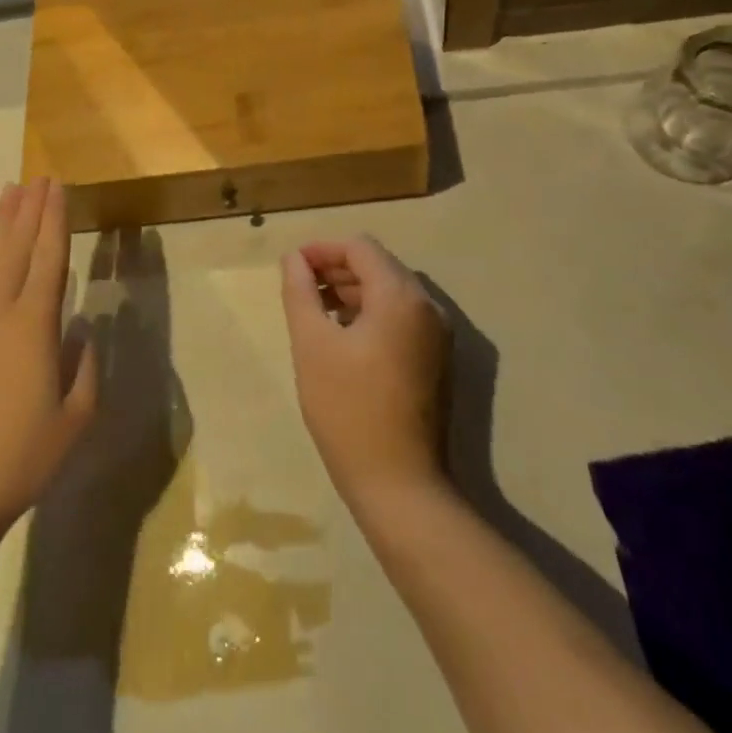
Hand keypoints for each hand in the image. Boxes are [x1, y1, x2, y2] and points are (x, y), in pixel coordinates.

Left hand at [0, 179, 97, 532]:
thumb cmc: (22, 457)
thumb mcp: (75, 418)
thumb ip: (84, 366)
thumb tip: (81, 329)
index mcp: (33, 327)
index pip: (48, 258)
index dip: (54, 220)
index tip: (57, 188)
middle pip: (13, 248)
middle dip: (27, 210)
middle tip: (37, 178)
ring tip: (9, 194)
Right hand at [280, 236, 447, 510]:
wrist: (399, 485)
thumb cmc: (348, 409)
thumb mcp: (312, 345)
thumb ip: (301, 292)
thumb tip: (294, 258)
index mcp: (400, 296)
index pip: (361, 247)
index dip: (323, 249)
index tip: (293, 266)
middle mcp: (428, 306)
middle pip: (379, 266)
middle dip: (337, 269)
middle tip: (301, 288)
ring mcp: (438, 335)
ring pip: (391, 292)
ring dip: (353, 291)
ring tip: (317, 311)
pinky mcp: (438, 360)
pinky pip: (402, 317)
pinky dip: (372, 313)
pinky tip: (344, 336)